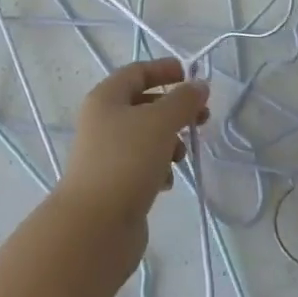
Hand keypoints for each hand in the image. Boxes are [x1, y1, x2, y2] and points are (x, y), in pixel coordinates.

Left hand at [55, 58, 209, 246]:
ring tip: (181, 156)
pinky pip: (142, 165)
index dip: (164, 69)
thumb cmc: (126, 161)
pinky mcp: (114, 184)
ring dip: (169, 141)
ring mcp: (106, 154)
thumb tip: (198, 86)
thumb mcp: (160, 122)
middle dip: (174, 109)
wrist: (95, 226)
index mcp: (105, 98)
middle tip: (202, 118)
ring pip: (145, 137)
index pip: (137, 72)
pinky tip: (166, 181)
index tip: (191, 76)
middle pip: (143, 104)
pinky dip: (158, 168)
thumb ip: (183, 101)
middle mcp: (102, 122)